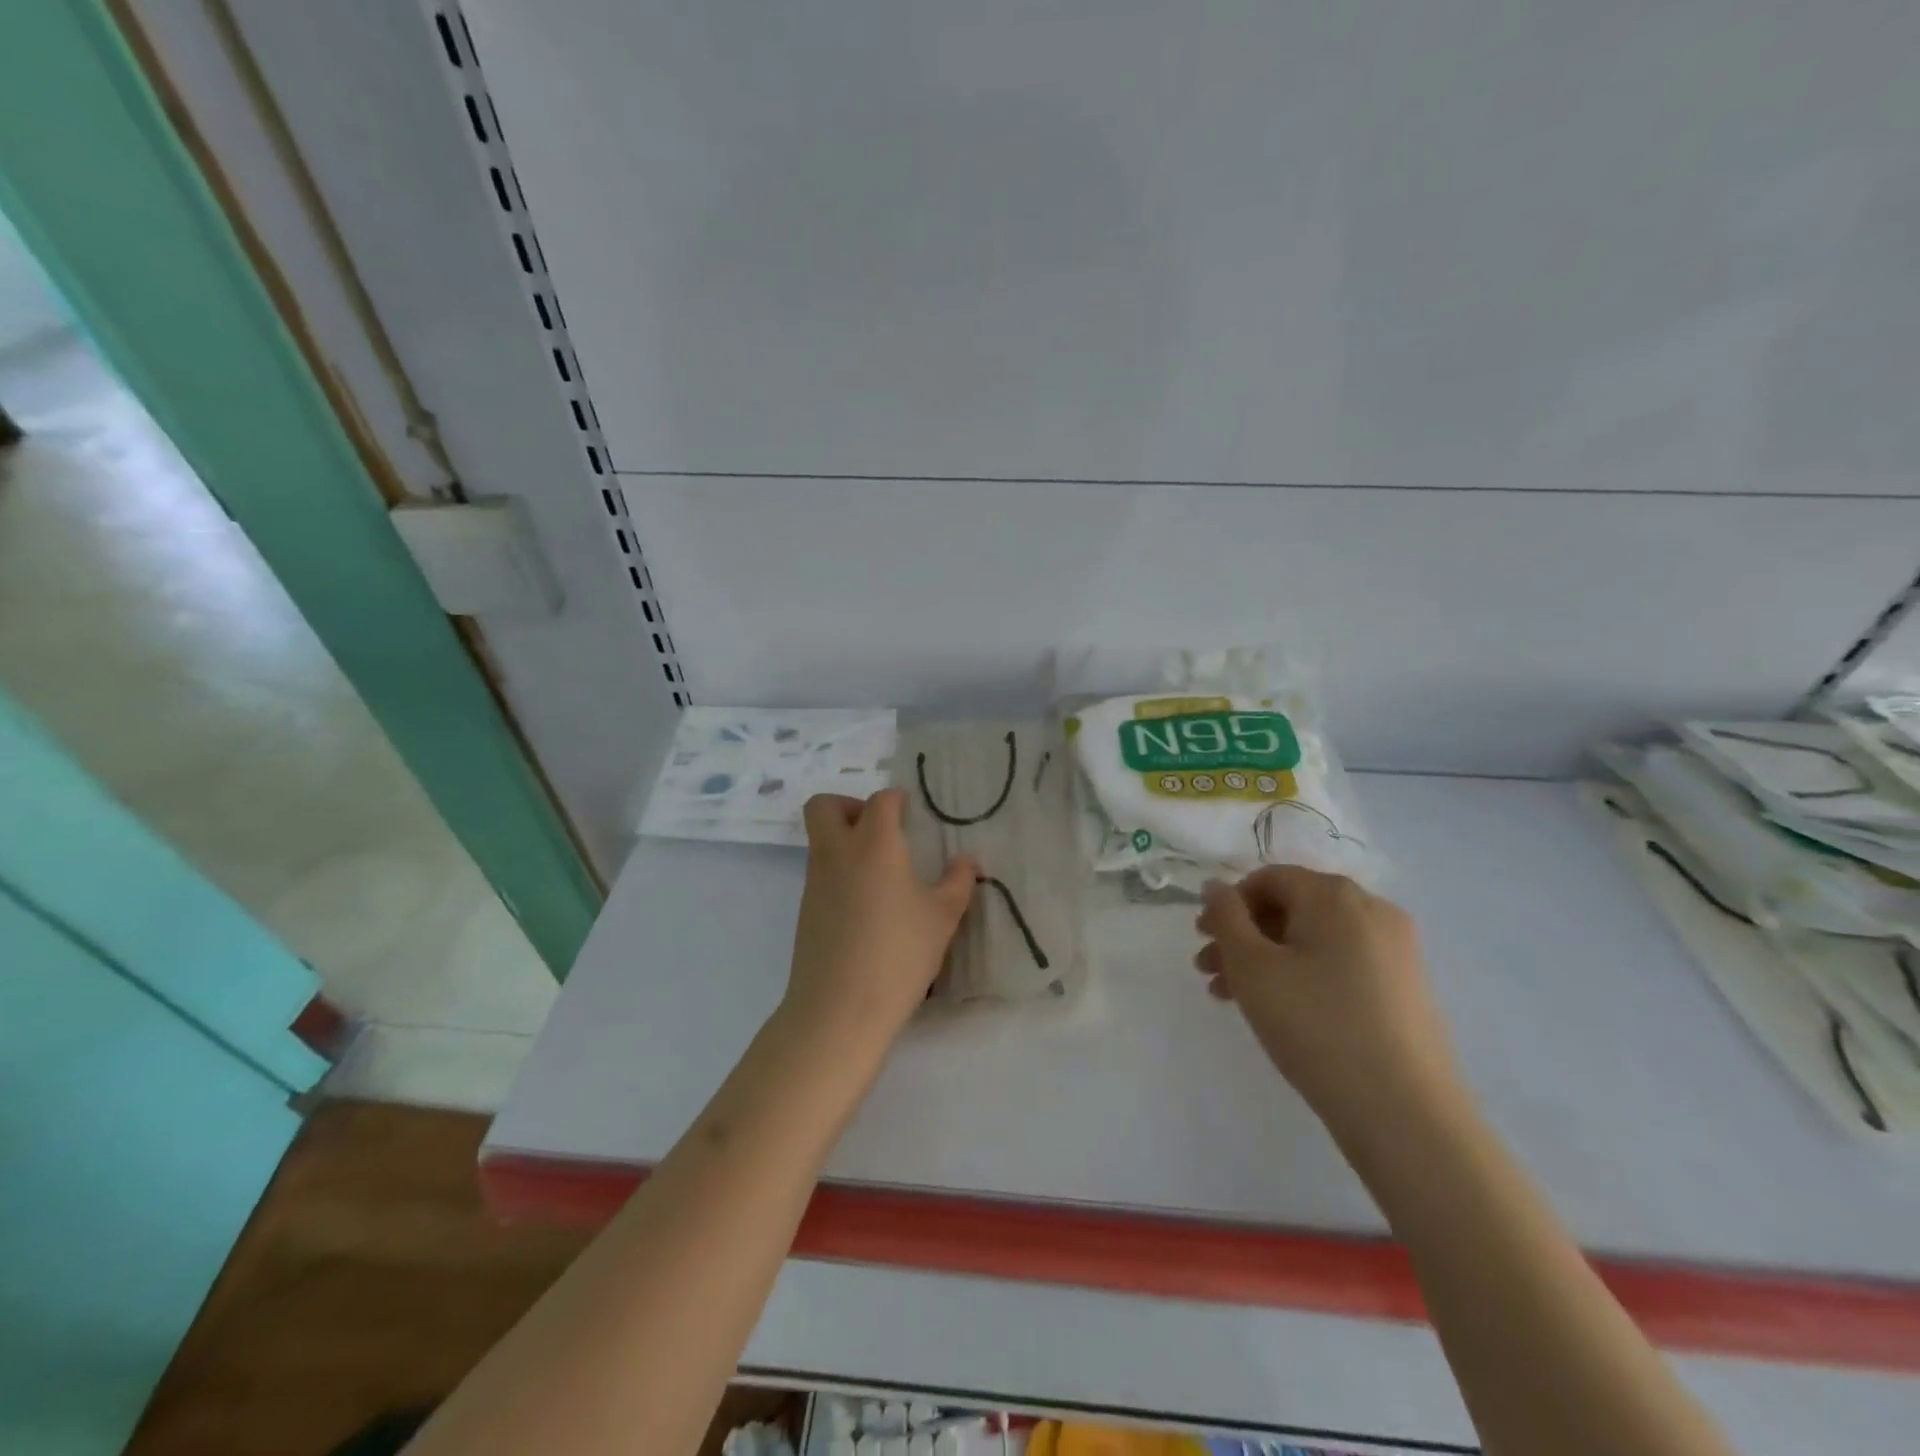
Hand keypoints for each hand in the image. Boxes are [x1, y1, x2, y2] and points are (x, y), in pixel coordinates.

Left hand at [780, 789, 977, 1047]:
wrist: (839, 1008)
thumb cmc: (899, 954)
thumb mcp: (942, 918)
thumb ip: (957, 882)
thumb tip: (967, 861)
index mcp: (874, 844)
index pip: (880, 801)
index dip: (896, 799)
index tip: (912, 811)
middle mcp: (838, 853)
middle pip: (824, 805)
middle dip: (849, 805)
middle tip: (880, 830)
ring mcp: (815, 882)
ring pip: (819, 840)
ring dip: (844, 840)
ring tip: (882, 873)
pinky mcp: (805, 910)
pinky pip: (820, 873)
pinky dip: (840, 873)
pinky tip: (867, 907)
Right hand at [1195, 867, 1462, 1137]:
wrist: (1404, 1112)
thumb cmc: (1315, 1024)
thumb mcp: (1252, 966)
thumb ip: (1226, 917)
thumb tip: (1215, 885)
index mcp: (1334, 894)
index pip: (1268, 878)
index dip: (1229, 904)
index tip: (1203, 939)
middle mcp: (1371, 909)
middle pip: (1291, 908)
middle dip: (1243, 936)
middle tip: (1208, 971)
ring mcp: (1395, 949)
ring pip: (1313, 940)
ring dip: (1266, 959)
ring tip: (1230, 997)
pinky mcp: (1405, 987)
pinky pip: (1340, 964)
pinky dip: (1302, 975)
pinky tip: (1278, 1011)